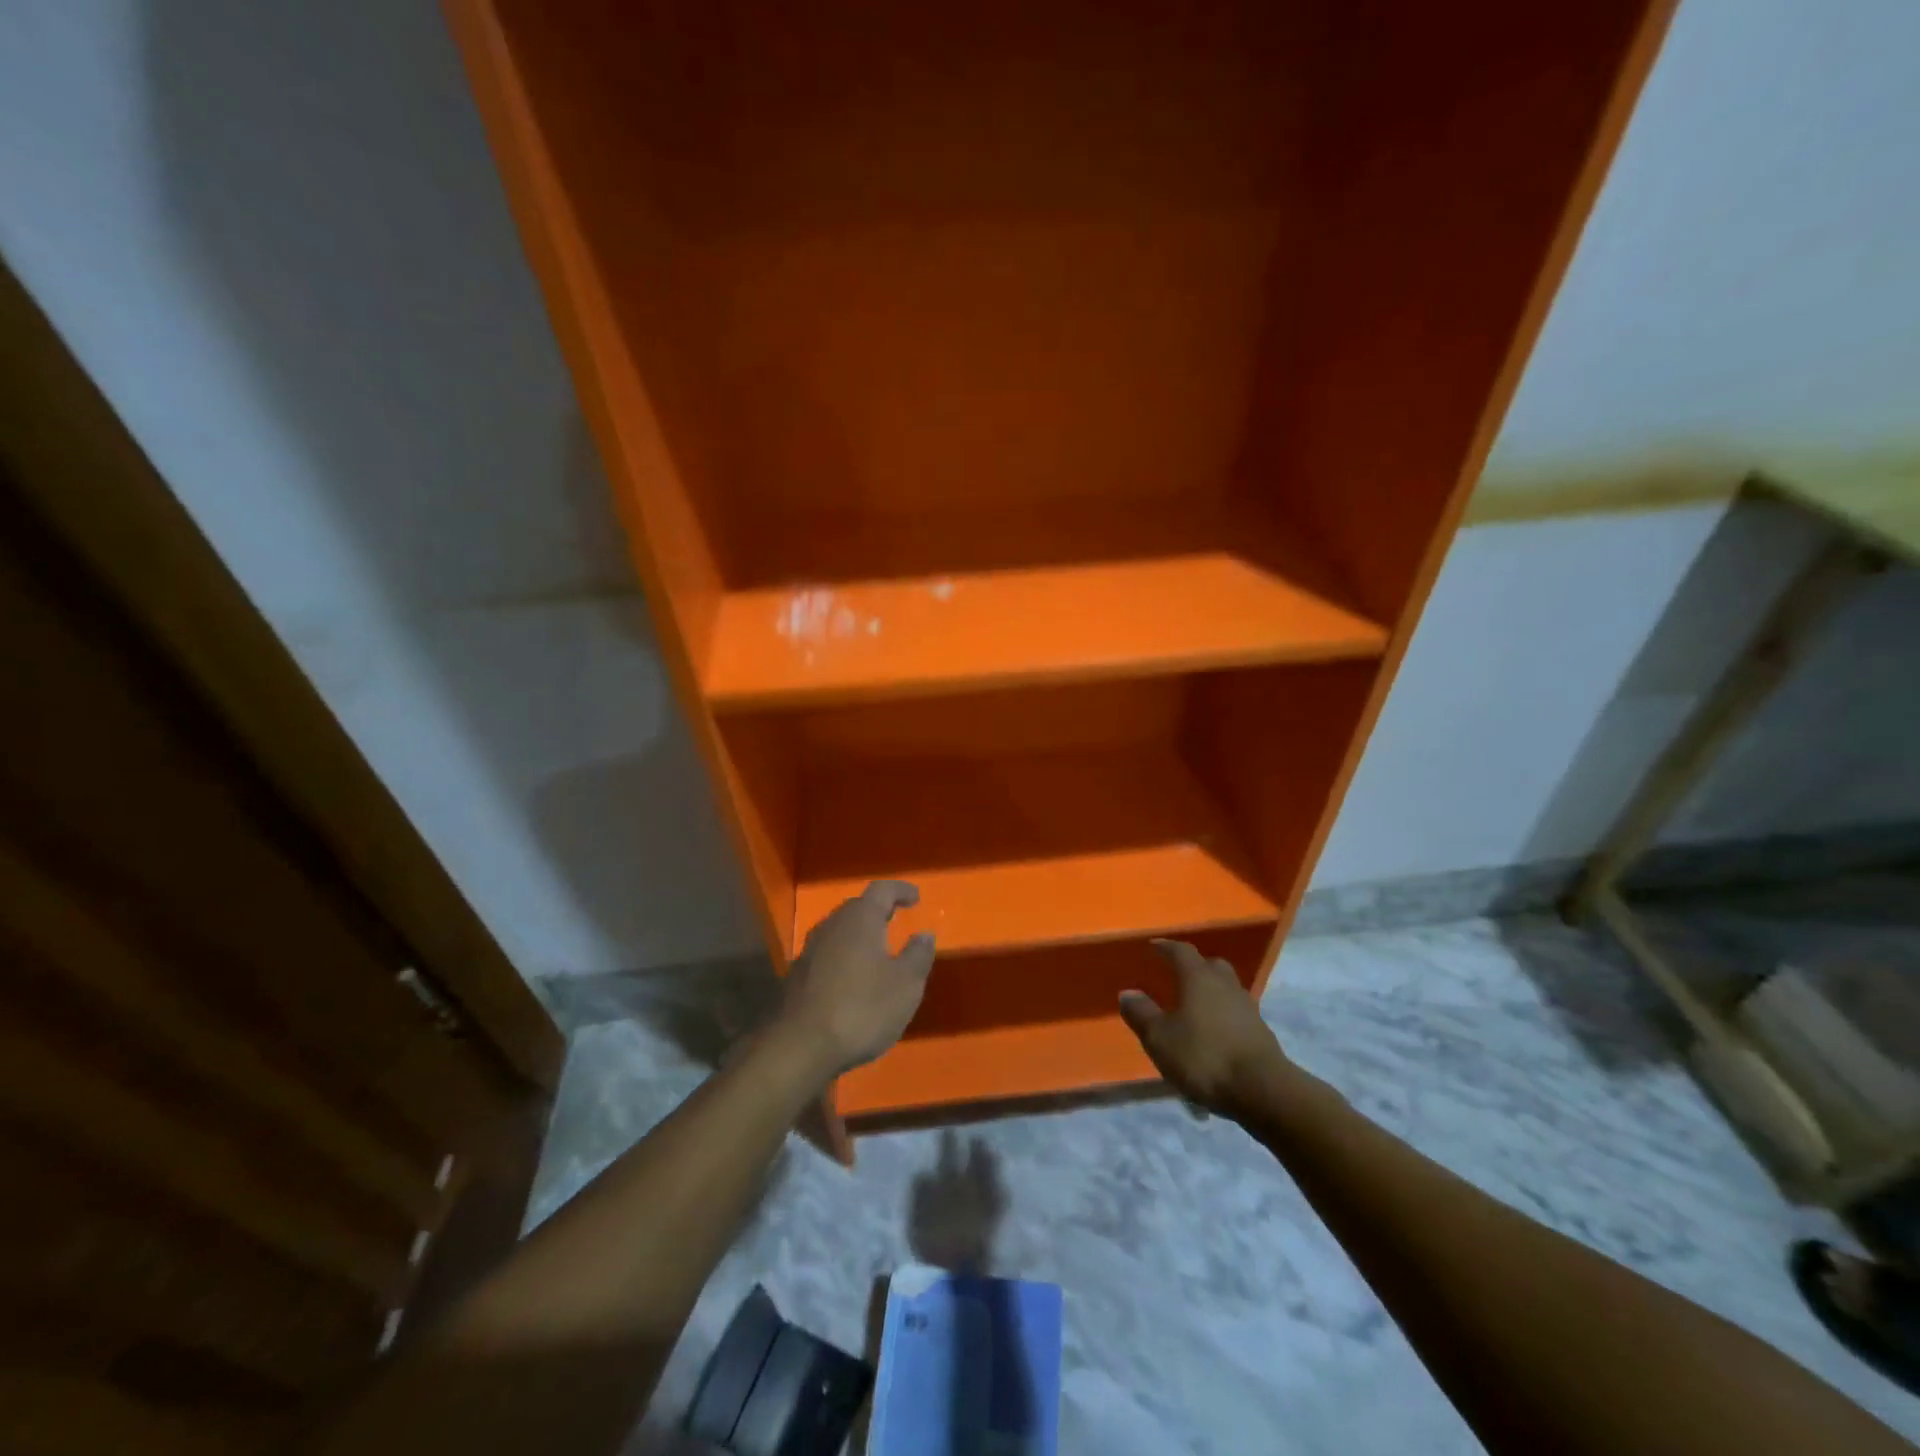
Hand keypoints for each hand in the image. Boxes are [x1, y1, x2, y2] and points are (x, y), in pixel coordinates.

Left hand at [778, 880, 934, 1074]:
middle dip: (878, 910)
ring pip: (840, 931)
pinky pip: (828, 954)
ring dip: (859, 935)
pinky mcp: (798, 975)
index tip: (915, 896)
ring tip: (877, 950)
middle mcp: (832, 926)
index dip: (900, 889)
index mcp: (860, 920)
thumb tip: (924, 934)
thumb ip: (918, 955)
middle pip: (857, 907)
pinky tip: (854, 978)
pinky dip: (845, 956)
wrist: (800, 1047)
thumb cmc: (862, 1009)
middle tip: (896, 919)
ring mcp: (810, 950)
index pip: (882, 890)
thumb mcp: (906, 985)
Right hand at [1118, 939, 1290, 1118]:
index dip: (1166, 947)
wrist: (1262, 1090)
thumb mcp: (1160, 1038)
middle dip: (1195, 967)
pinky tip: (1214, 1033)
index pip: (1181, 951)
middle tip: (1178, 975)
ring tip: (1195, 1007)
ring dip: (1211, 992)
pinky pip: (1237, 1013)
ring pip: (1226, 989)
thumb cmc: (1204, 1056)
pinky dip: (1223, 1016)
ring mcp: (1248, 1008)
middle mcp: (1225, 985)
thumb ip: (1141, 1014)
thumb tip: (1128, 993)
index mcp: (1199, 978)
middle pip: (1210, 965)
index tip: (1155, 946)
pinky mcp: (1261, 1032)